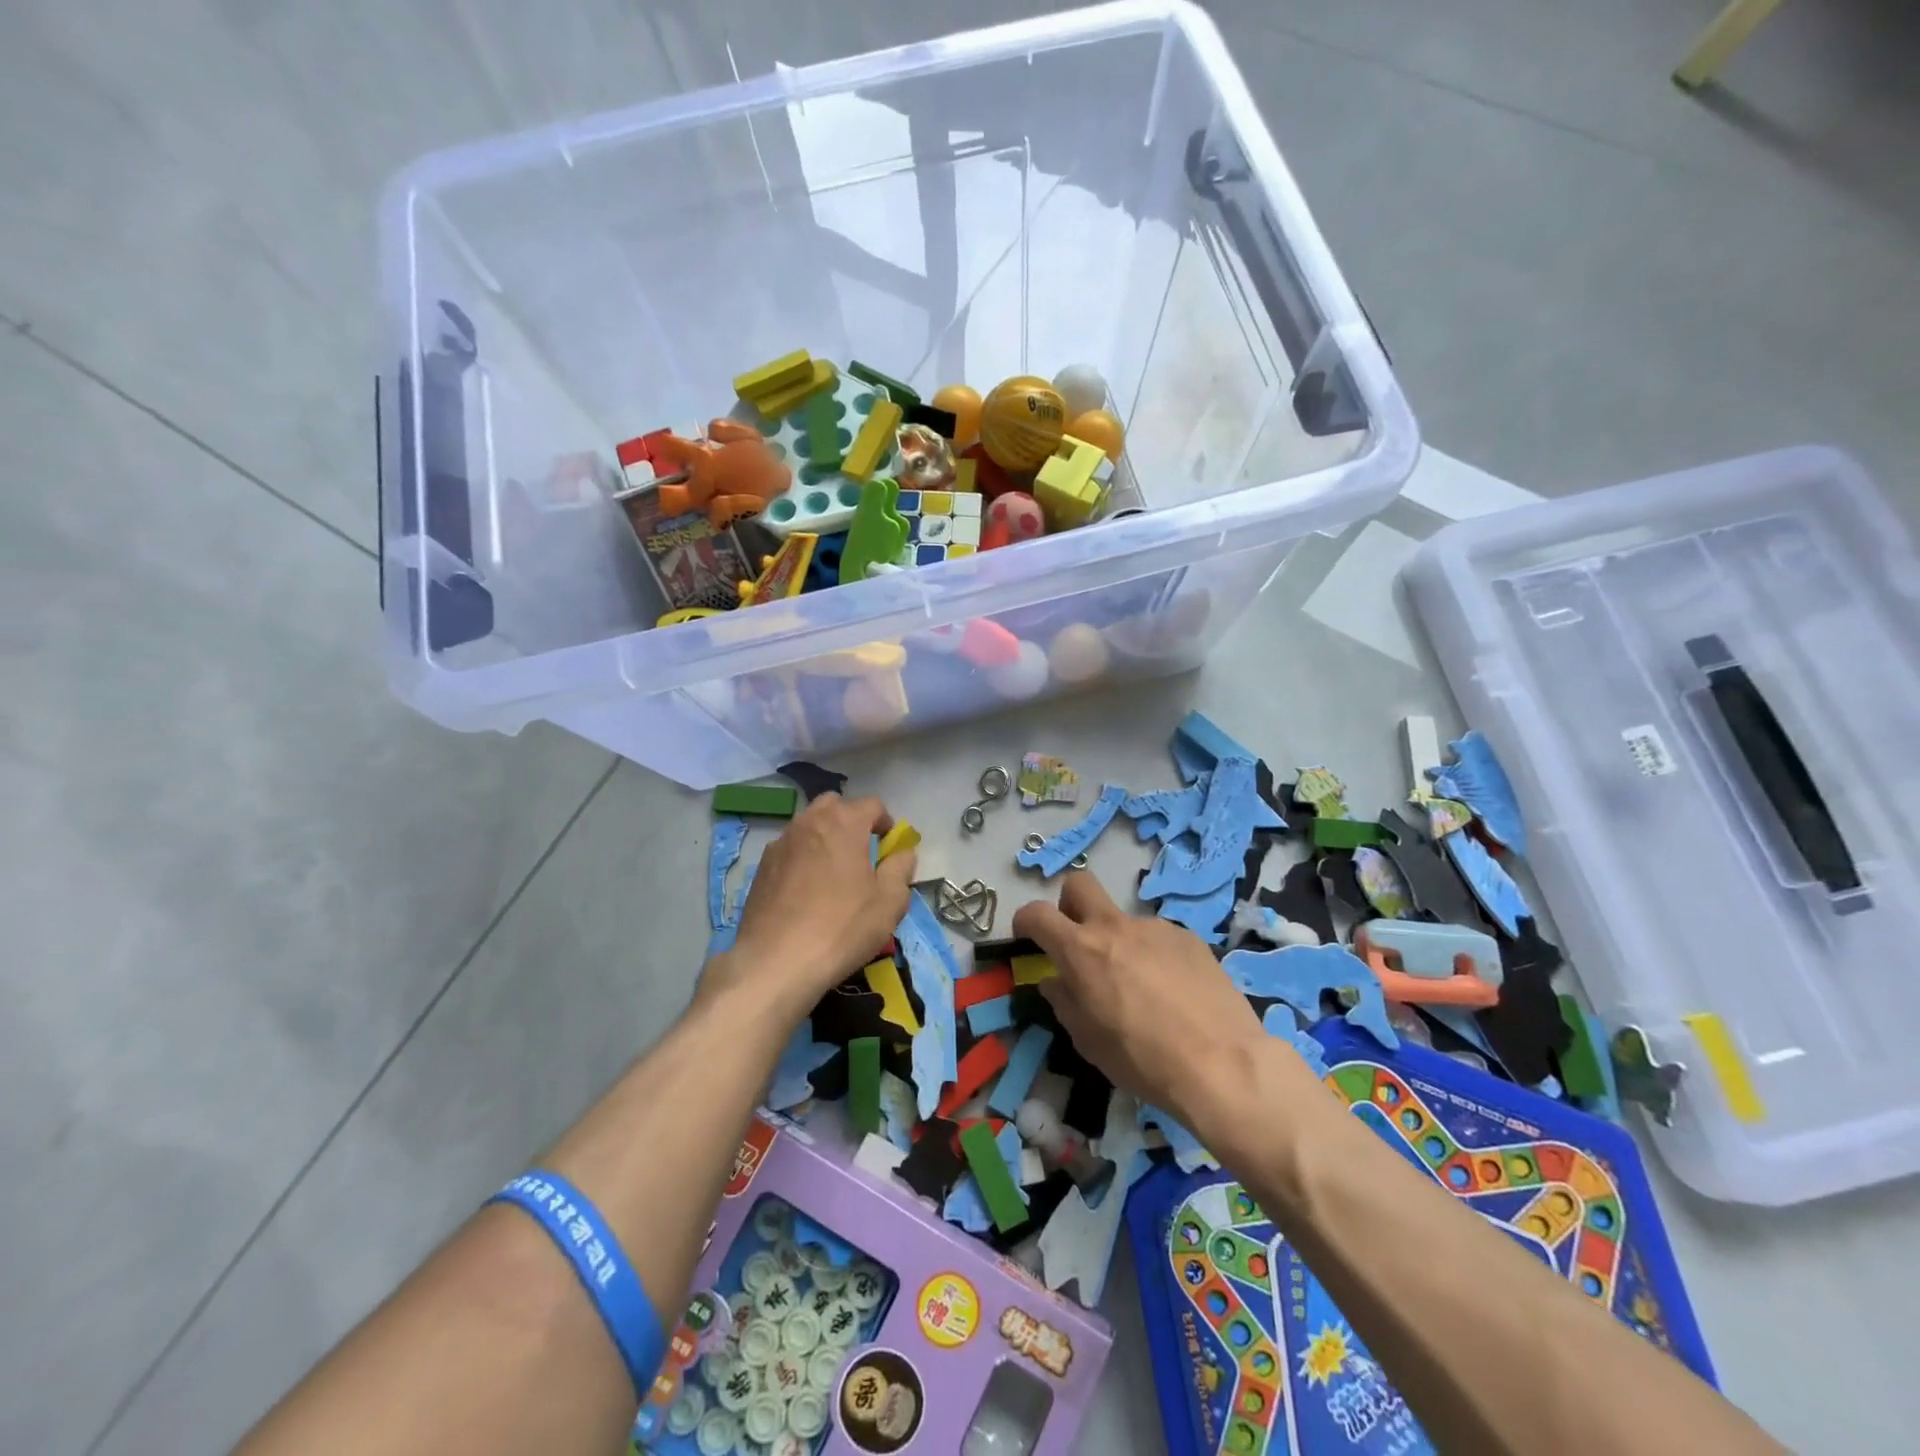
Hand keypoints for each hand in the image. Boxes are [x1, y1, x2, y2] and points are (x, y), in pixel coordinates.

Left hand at [709, 794, 916, 1020]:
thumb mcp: (889, 902)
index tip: (889, 848)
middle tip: (861, 854)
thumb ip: (901, 869)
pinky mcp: (762, 867)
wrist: (776, 962)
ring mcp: (780, 842)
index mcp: (843, 822)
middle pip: (835, 806)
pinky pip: (790, 850)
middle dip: (851, 821)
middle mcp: (809, 822)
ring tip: (833, 874)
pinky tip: (806, 892)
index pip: (872, 804)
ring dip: (825, 838)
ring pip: (808, 826)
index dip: (885, 822)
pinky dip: (803, 858)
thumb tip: (902, 853)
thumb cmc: (842, 927)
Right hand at [1013, 872, 1267, 1124]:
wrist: (1222, 1065)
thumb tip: (1057, 982)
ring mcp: (1155, 928)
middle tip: (1078, 940)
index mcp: (1081, 950)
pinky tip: (1173, 992)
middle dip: (1069, 903)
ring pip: (1124, 920)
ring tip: (1141, 987)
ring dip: (1119, 942)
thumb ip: (1065, 1002)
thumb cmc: (1142, 1060)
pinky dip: (1154, 956)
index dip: (1025, 920)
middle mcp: (1115, 927)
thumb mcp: (1088, 1041)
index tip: (1027, 936)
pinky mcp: (1189, 938)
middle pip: (1079, 884)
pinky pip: (1158, 937)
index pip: (1037, 913)